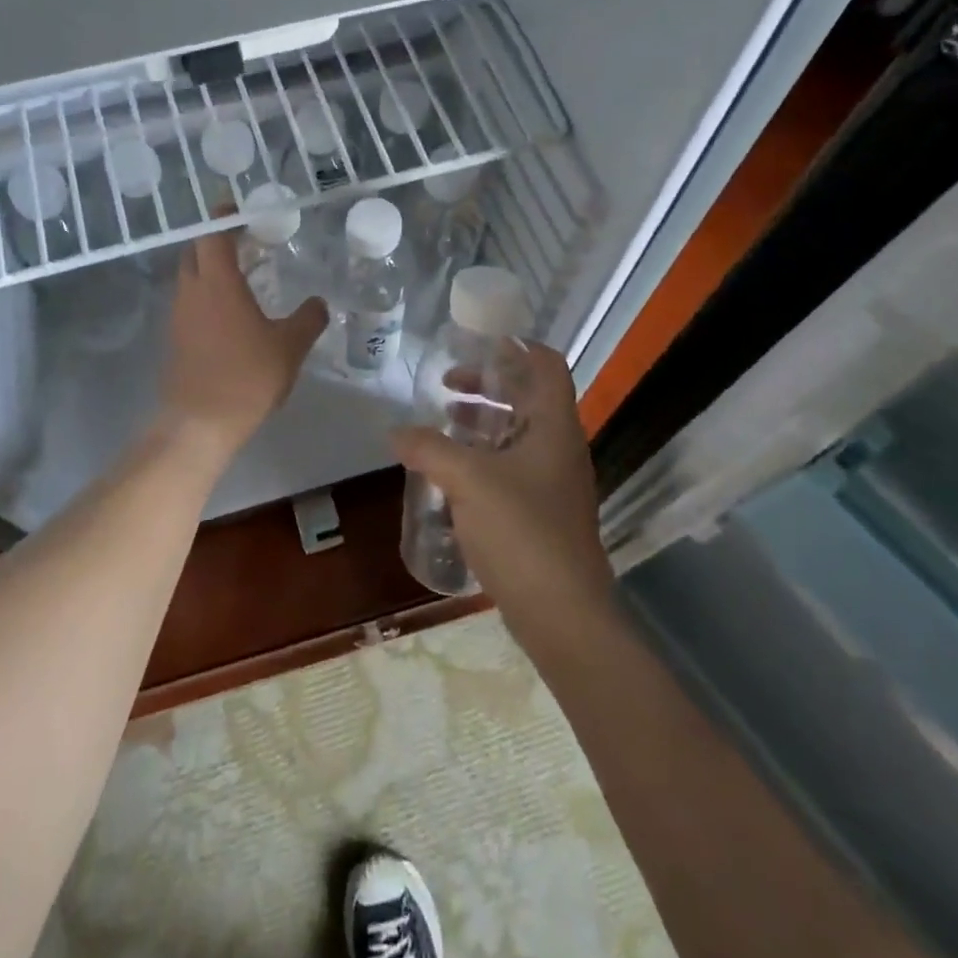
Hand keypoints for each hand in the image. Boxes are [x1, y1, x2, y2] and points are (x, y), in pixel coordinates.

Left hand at [159, 230, 327, 455]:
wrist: (201, 423)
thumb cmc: (247, 377)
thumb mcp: (290, 347)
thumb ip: (309, 319)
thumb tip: (319, 303)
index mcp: (218, 282)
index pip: (212, 234)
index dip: (224, 217)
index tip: (240, 209)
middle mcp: (192, 291)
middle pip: (196, 251)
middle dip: (216, 241)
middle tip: (246, 241)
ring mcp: (179, 315)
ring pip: (190, 277)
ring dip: (211, 269)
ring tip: (243, 275)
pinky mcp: (176, 338)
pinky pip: (189, 302)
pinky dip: (206, 294)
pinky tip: (231, 312)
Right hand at [391, 343, 611, 625]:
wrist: (562, 613)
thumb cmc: (521, 531)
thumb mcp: (467, 480)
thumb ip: (428, 448)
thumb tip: (395, 431)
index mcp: (553, 426)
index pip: (547, 365)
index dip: (517, 346)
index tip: (478, 343)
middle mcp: (559, 447)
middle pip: (529, 397)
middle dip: (489, 385)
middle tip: (448, 384)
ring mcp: (553, 482)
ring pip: (519, 434)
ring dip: (484, 422)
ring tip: (445, 423)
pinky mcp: (542, 512)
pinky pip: (513, 467)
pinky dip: (485, 457)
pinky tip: (452, 472)